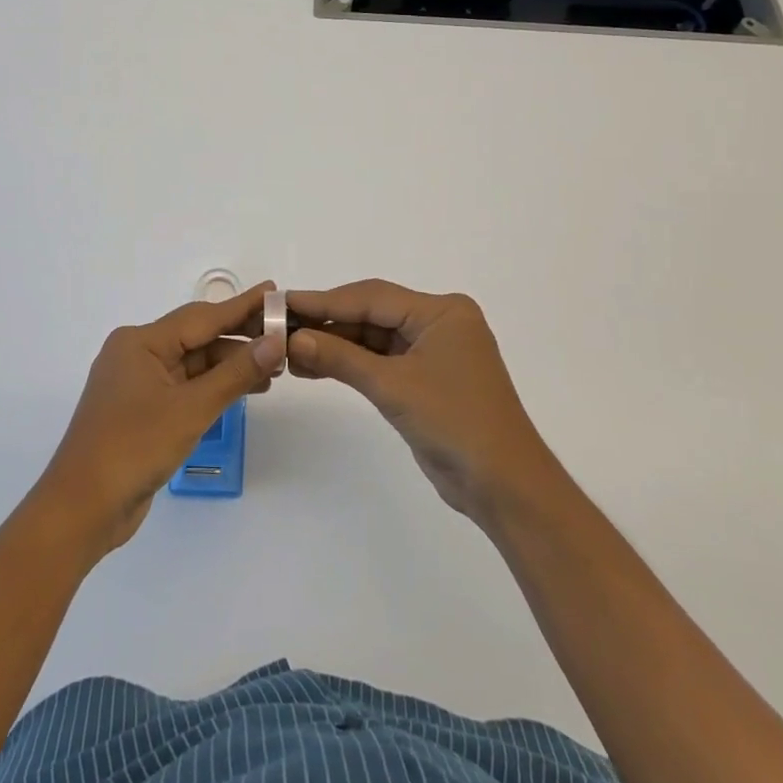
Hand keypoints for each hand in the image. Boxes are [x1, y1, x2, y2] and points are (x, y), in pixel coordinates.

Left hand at [36, 282, 285, 552]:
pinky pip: (185, 386)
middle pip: (198, 338)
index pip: (202, 316)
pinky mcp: (142, 410)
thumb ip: (236, 373)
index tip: (275, 292)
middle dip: (240, 339)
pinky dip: (213, 387)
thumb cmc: (133, 448)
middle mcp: (137, 353)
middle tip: (284, 337)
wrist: (81, 510)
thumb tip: (274, 342)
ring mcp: (138, 383)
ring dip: (230, 366)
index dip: (242, 306)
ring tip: (274, 370)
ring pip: (193, 364)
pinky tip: (243, 390)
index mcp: (141, 342)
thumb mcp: (191, 409)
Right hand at [287, 280, 557, 521]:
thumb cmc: (455, 423)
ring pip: (374, 338)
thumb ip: (340, 358)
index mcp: (441, 311)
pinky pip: (382, 361)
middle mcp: (438, 323)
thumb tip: (292, 339)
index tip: (282, 302)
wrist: (504, 486)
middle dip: (327, 323)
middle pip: (372, 314)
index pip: (372, 297)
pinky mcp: (426, 379)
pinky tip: (314, 367)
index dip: (324, 300)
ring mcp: (433, 351)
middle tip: (278, 327)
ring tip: (288, 351)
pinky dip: (351, 364)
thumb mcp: (393, 387)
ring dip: (335, 345)